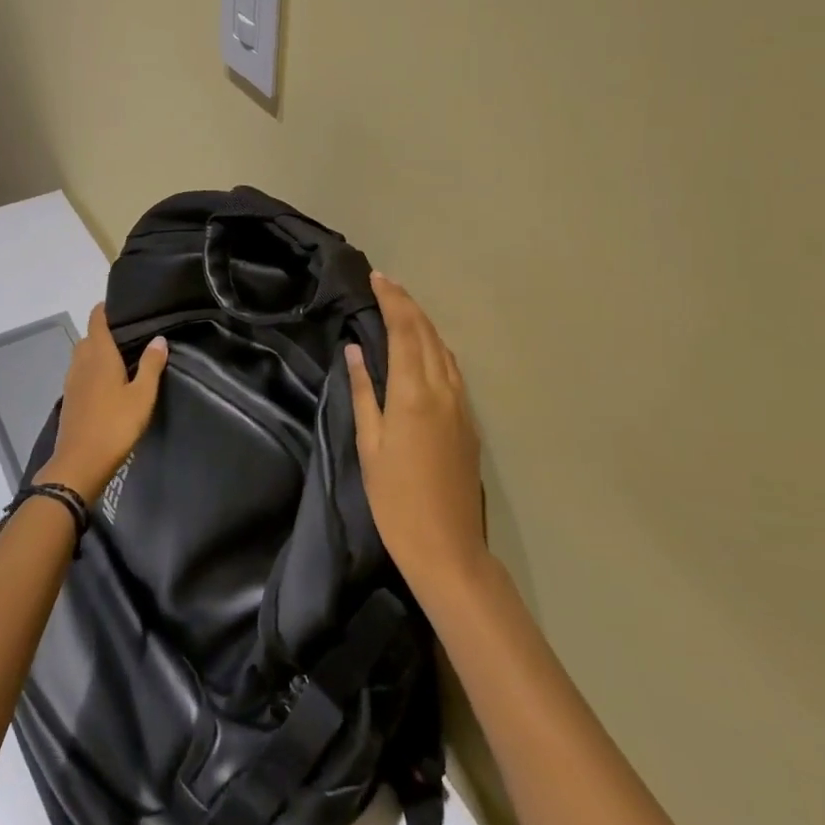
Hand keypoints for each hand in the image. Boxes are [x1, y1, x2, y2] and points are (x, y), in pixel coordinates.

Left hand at [48, 304, 168, 501]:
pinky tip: (108, 382)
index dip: (105, 309)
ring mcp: (72, 381)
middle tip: (130, 333)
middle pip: (89, 337)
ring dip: (97, 351)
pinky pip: (80, 373)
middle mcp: (81, 362)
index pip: (97, 320)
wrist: (79, 464)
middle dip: (104, 331)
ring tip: (121, 356)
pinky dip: (92, 369)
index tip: (121, 303)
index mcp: (99, 355)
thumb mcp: (142, 396)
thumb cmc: (115, 425)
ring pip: (82, 355)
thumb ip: (151, 365)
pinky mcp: (70, 399)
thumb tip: (159, 338)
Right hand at [346, 271, 486, 596]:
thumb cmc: (395, 499)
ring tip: (401, 309)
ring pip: (444, 349)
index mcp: (414, 393)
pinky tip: (423, 349)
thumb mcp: (369, 445)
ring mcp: (462, 405)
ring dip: (423, 323)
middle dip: (408, 303)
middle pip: (428, 333)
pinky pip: (452, 369)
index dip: (392, 300)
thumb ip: (364, 393)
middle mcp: (444, 390)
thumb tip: (354, 351)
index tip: (377, 278)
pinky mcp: (469, 421)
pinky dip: (435, 347)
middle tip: (385, 284)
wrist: (447, 546)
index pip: (405, 330)